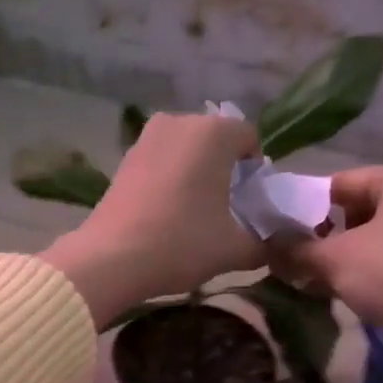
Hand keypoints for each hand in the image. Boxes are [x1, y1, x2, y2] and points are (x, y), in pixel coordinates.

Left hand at [41, 114, 264, 327]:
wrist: (110, 260)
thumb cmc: (180, 245)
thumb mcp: (232, 250)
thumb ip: (263, 244)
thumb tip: (273, 246)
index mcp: (214, 132)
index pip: (250, 139)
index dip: (256, 173)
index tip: (250, 205)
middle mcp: (180, 122)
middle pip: (215, 142)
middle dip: (224, 171)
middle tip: (225, 212)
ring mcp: (146, 138)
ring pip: (185, 152)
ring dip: (195, 176)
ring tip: (194, 216)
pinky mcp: (124, 160)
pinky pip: (160, 164)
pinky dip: (168, 182)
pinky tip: (165, 215)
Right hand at [281, 163, 382, 357]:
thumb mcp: (334, 257)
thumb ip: (297, 247)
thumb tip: (266, 244)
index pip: (342, 182)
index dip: (305, 204)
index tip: (277, 227)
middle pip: (357, 210)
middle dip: (321, 234)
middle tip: (288, 255)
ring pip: (371, 238)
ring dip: (337, 257)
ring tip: (303, 275)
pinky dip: (359, 272)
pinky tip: (331, 290)